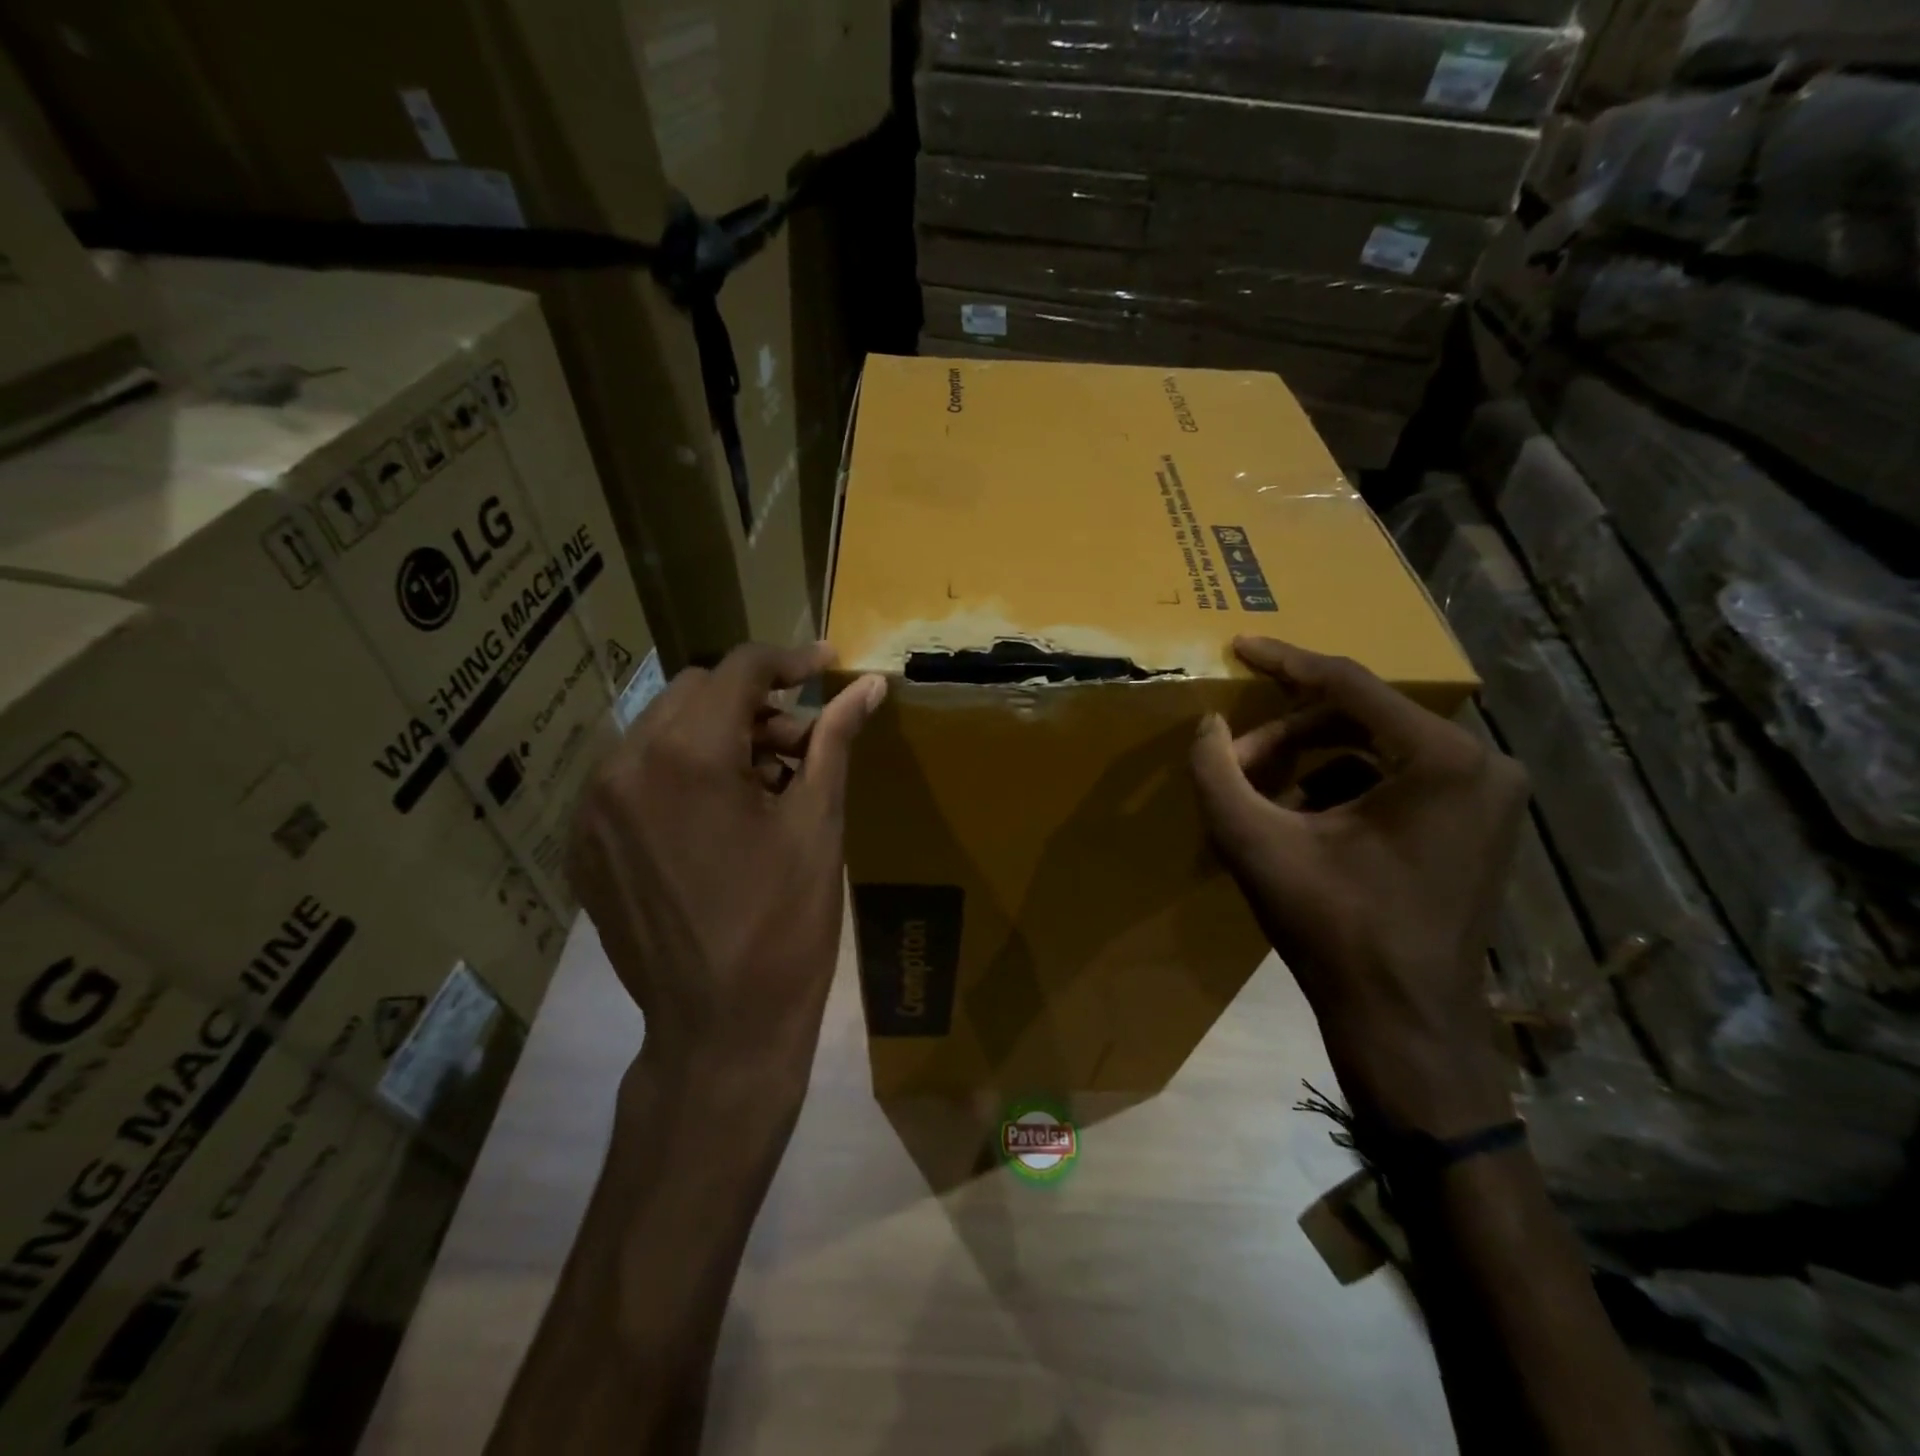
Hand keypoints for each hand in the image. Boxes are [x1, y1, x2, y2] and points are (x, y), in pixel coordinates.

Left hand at [569, 643, 886, 1107]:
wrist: (720, 1030)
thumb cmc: (785, 925)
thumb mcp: (818, 824)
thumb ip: (834, 740)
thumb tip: (869, 686)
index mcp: (687, 757)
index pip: (739, 670)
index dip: (790, 660)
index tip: (828, 666)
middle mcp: (625, 767)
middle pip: (696, 692)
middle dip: (755, 703)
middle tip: (803, 742)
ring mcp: (594, 808)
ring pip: (661, 729)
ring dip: (718, 735)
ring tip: (766, 784)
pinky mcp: (585, 843)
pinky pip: (635, 775)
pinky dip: (681, 772)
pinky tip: (720, 817)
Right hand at [1191, 638, 1528, 1137]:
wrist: (1405, 1027)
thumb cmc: (1335, 931)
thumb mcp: (1257, 846)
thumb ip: (1217, 776)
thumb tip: (1206, 727)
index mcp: (1442, 759)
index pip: (1349, 685)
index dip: (1284, 663)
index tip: (1239, 646)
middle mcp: (1480, 764)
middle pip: (1361, 719)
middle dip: (1287, 734)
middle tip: (1234, 760)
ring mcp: (1485, 798)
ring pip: (1375, 750)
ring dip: (1308, 762)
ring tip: (1256, 793)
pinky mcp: (1474, 827)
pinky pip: (1395, 782)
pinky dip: (1338, 788)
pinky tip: (1295, 818)